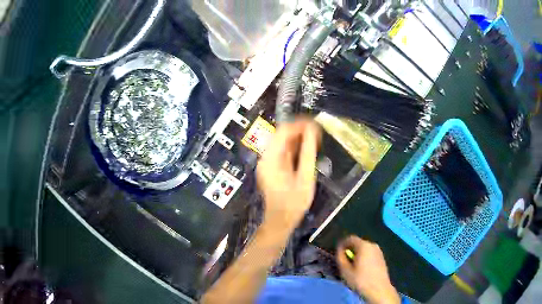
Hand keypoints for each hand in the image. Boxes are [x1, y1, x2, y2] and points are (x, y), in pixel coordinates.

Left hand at [257, 119, 320, 230]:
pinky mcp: (272, 166)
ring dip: (298, 138)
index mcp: (271, 159)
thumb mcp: (305, 177)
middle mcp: (266, 157)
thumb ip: (308, 153)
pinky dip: (295, 147)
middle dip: (300, 130)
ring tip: (316, 138)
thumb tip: (312, 131)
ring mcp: (267, 162)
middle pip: (281, 134)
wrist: (280, 220)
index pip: (283, 131)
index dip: (299, 124)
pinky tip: (307, 148)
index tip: (315, 124)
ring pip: (282, 142)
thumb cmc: (294, 202)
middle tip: (318, 131)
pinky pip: (283, 151)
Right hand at [337, 236, 400, 303]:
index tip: (338, 253)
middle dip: (350, 250)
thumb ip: (340, 258)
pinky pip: (370, 254)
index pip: (350, 238)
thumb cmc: (360, 280)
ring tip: (352, 267)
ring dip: (357, 255)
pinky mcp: (382, 258)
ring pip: (364, 249)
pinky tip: (361, 269)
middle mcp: (372, 245)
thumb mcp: (345, 270)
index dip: (342, 244)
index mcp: (363, 245)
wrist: (379, 290)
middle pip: (358, 243)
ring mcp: (379, 251)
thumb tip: (340, 250)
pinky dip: (364, 258)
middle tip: (344, 261)